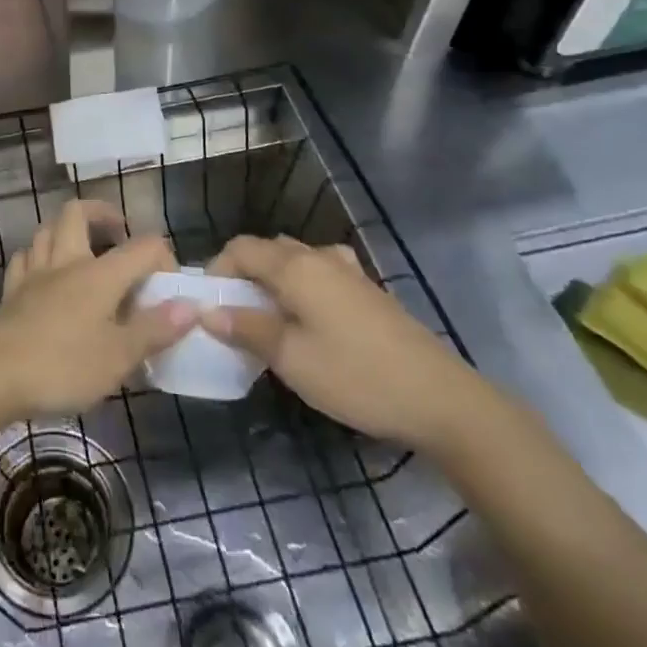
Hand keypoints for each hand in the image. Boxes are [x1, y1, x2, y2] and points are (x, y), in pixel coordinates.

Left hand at [0, 200, 195, 423]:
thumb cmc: (62, 365)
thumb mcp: (119, 357)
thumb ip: (155, 329)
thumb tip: (192, 305)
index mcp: (99, 274)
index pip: (142, 246)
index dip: (163, 259)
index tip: (170, 290)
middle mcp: (66, 262)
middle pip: (78, 213)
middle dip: (102, 214)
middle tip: (119, 234)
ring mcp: (33, 274)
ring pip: (47, 230)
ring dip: (67, 232)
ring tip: (83, 252)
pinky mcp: (10, 292)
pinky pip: (25, 259)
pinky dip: (38, 257)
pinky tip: (44, 273)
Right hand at [202, 235, 496, 450]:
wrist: (440, 398)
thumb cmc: (355, 376)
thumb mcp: (291, 358)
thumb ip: (246, 328)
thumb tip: (206, 311)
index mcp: (295, 266)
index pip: (240, 248)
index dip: (217, 269)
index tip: (208, 305)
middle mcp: (319, 257)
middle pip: (267, 249)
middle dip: (243, 274)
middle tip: (233, 314)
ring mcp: (348, 271)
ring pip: (295, 259)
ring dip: (272, 279)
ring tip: (268, 317)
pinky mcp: (368, 290)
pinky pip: (320, 272)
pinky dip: (301, 285)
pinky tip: (309, 317)